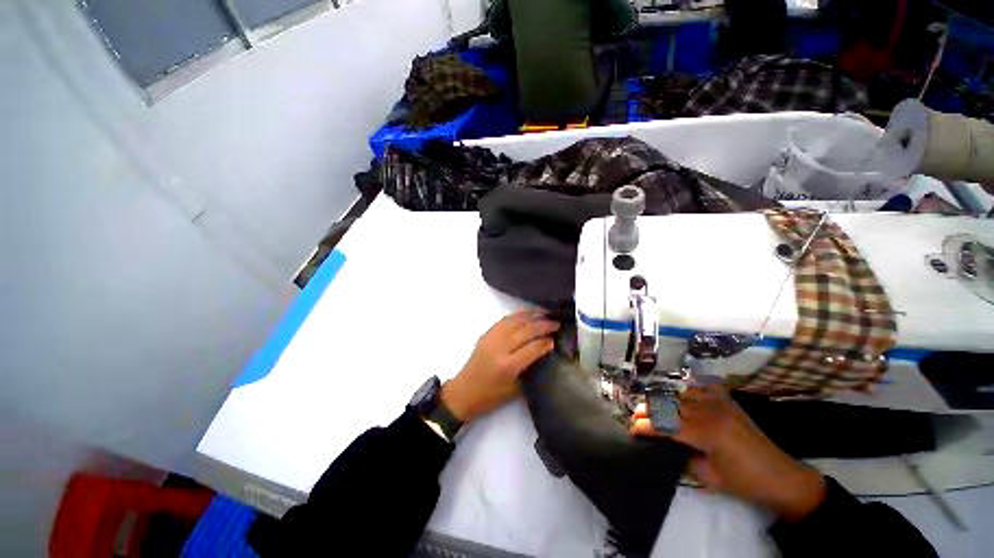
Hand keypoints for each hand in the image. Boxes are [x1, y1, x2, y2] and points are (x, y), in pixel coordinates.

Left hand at [441, 310, 558, 422]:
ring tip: (544, 313)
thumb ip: (530, 370)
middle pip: (525, 331)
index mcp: (508, 366)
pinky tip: (526, 313)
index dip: (545, 342)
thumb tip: (545, 353)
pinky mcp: (486, 334)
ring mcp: (492, 338)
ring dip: (531, 315)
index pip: (532, 348)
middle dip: (543, 325)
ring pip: (515, 321)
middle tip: (556, 323)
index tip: (555, 339)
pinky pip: (504, 320)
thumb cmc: (490, 396)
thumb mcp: (515, 389)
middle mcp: (500, 348)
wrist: (464, 392)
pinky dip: (517, 315)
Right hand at [631, 386, 826, 522]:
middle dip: (648, 410)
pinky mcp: (727, 400)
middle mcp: (710, 411)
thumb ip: (682, 456)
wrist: (782, 477)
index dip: (645, 427)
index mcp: (706, 432)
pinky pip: (699, 387)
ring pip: (680, 394)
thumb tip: (664, 444)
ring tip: (652, 408)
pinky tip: (677, 395)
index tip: (631, 430)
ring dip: (663, 400)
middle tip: (636, 418)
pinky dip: (685, 390)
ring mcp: (719, 402)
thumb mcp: (708, 478)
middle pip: (669, 404)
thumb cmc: (744, 483)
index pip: (665, 424)